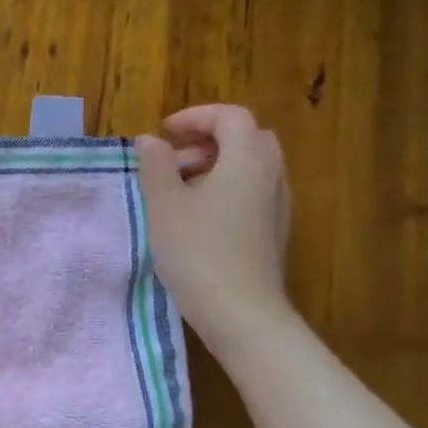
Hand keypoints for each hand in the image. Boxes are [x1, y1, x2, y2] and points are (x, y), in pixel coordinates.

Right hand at [134, 104, 292, 353]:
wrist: (239, 310)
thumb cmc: (196, 250)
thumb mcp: (164, 205)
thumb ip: (155, 166)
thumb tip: (150, 141)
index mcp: (247, 159)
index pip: (230, 117)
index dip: (195, 117)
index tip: (164, 132)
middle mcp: (271, 174)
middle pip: (245, 138)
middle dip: (207, 141)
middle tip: (171, 161)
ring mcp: (277, 204)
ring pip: (249, 167)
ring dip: (214, 167)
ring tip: (177, 193)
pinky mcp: (273, 230)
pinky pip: (251, 192)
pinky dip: (225, 189)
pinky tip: (197, 219)